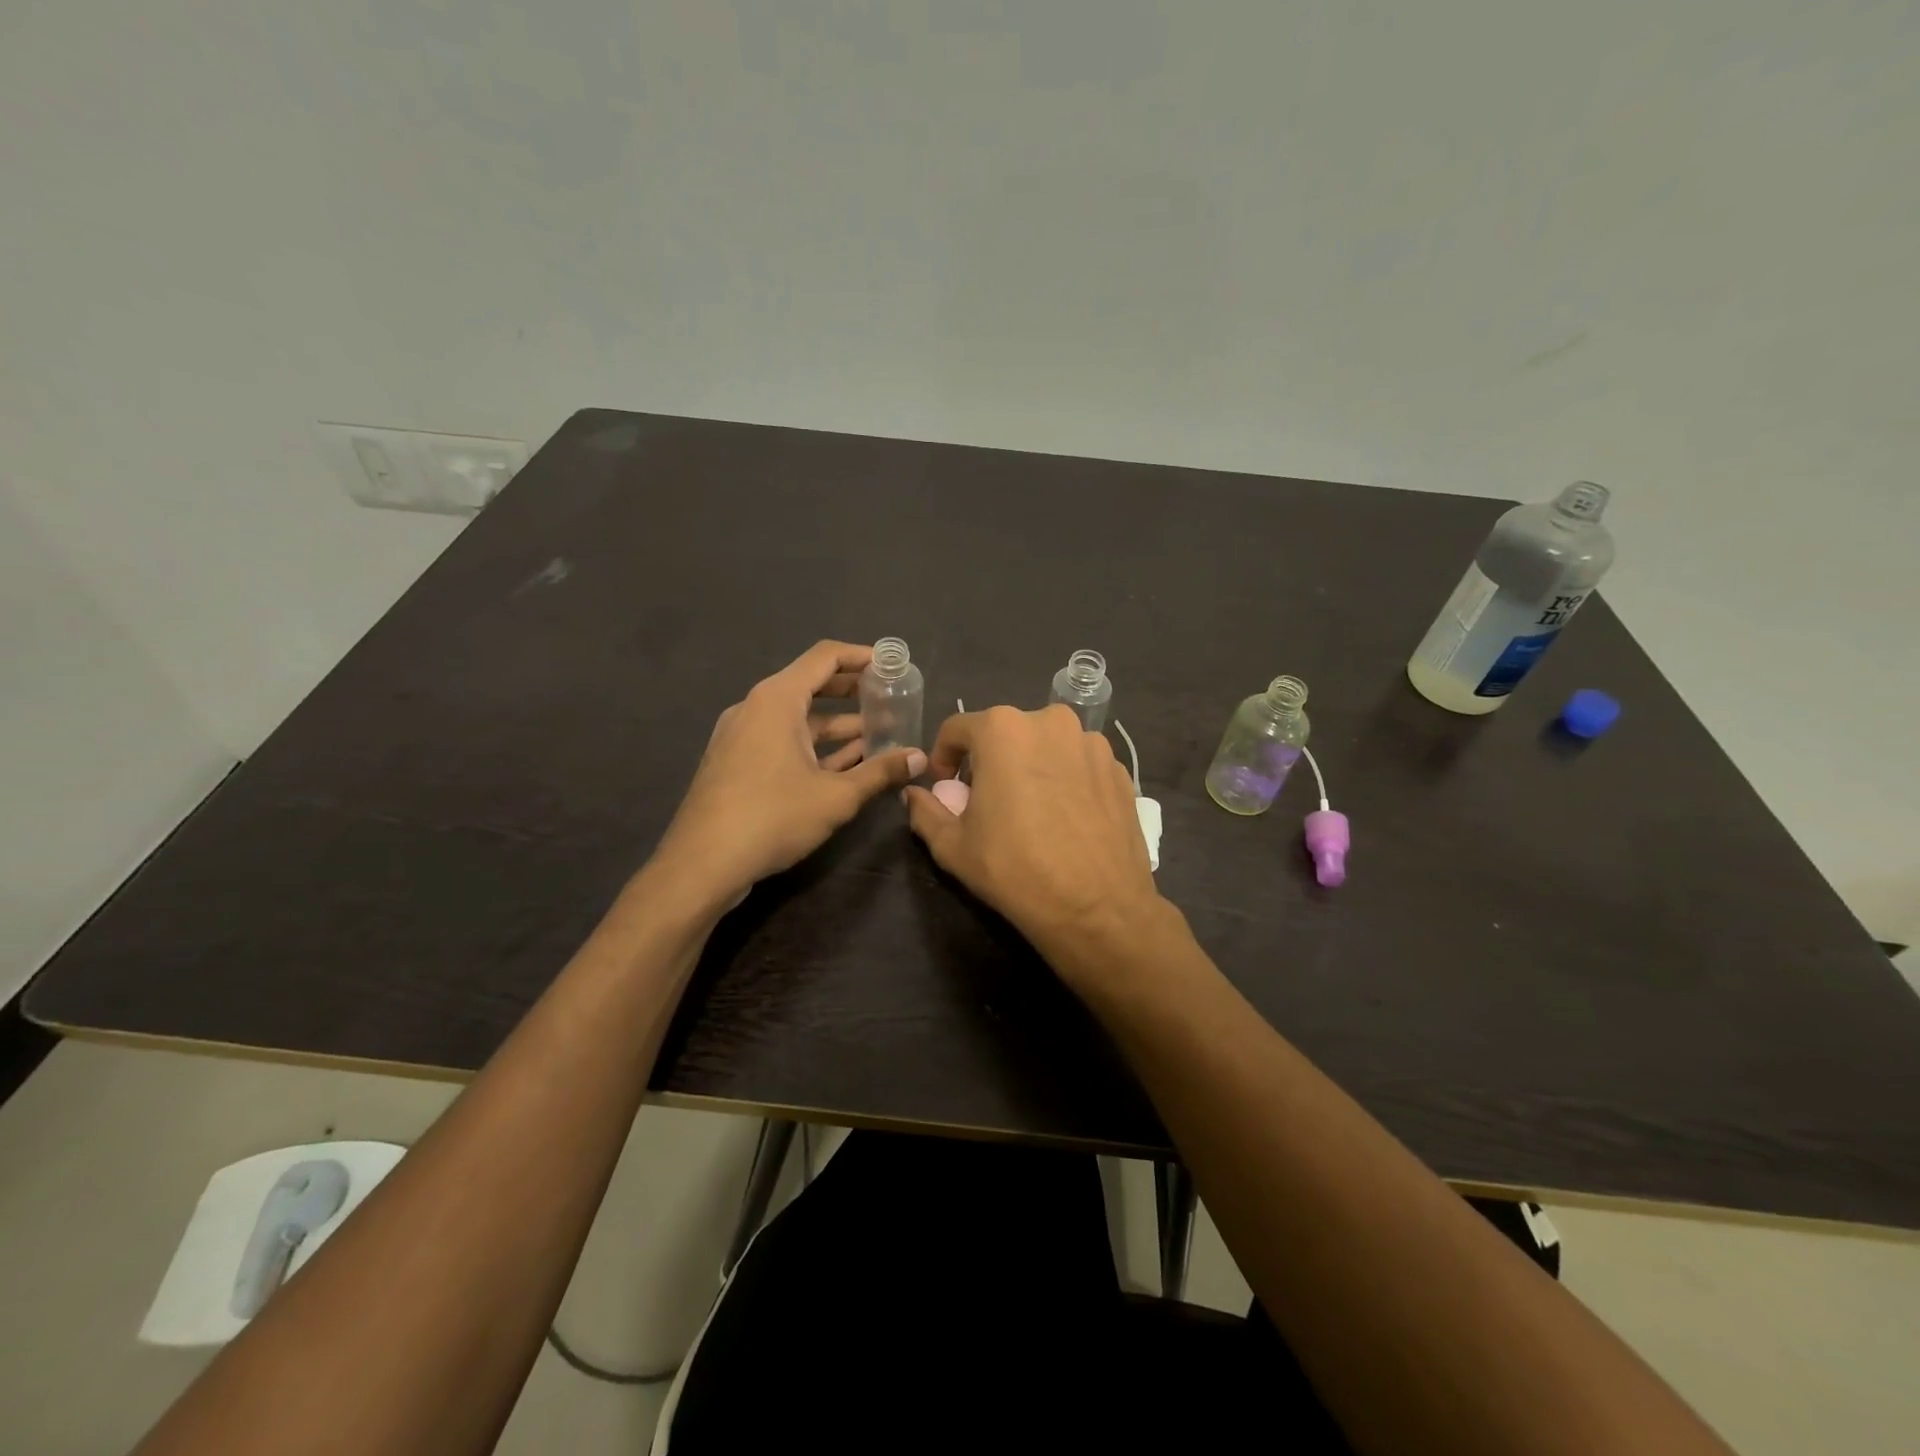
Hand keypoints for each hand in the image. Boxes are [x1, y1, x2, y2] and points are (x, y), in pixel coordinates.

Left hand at [654, 641, 926, 906]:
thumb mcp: (837, 796)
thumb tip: (919, 758)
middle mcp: (756, 708)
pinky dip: (813, 746)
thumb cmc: (773, 817)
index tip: (891, 665)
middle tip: (889, 699)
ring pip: (797, 718)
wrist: (703, 863)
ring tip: (877, 735)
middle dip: (853, 691)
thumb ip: (881, 772)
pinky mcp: (736, 762)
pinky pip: (782, 740)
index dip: (861, 656)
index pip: (825, 657)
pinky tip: (844, 764)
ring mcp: (742, 736)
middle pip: (811, 684)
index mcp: (777, 700)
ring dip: (837, 725)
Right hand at [902, 705, 1164, 976]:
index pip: (957, 729)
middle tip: (987, 801)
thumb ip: (926, 811)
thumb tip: (914, 795)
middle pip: (1005, 733)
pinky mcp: (1119, 768)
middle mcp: (1051, 721)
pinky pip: (1079, 764)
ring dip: (1030, 767)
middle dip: (990, 760)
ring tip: (1030, 810)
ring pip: (1046, 746)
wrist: (1098, 908)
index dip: (943, 756)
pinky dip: (1066, 780)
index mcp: (1003, 729)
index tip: (945, 787)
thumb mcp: (953, 846)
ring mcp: (1091, 743)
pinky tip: (1065, 818)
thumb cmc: (1015, 870)